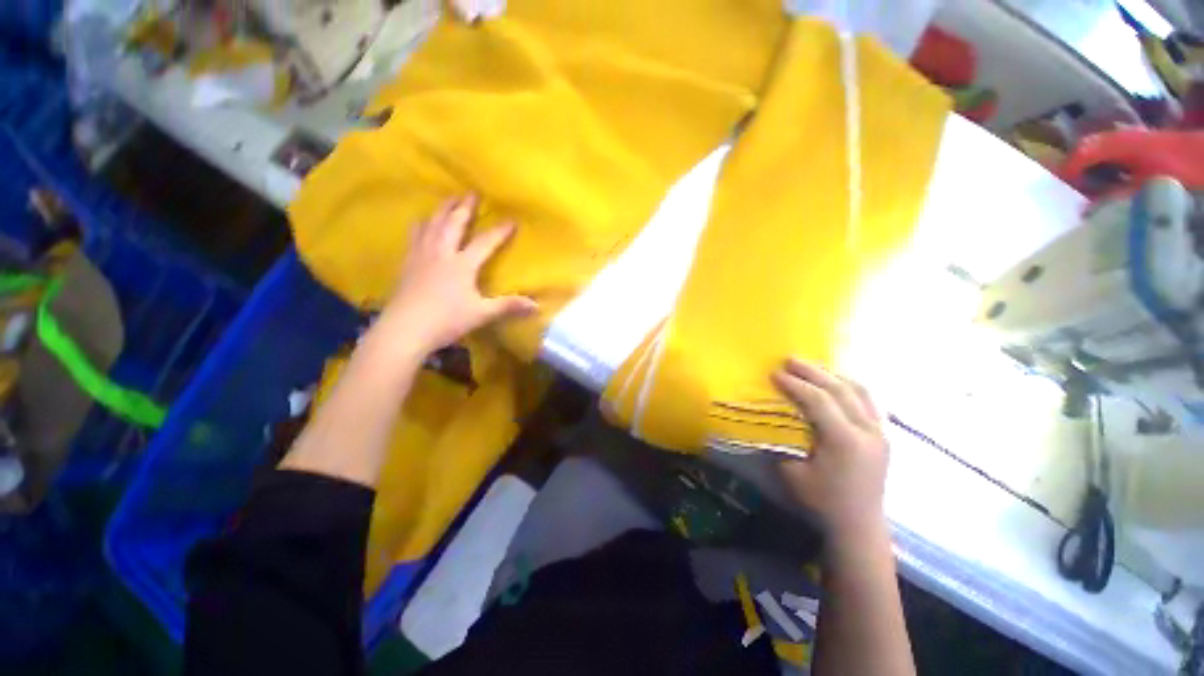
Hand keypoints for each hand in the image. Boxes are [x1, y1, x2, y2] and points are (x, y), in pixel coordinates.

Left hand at [378, 195, 537, 355]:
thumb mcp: (481, 314)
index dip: (500, 231)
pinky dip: (421, 225)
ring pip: (431, 225)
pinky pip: (414, 236)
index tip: (511, 219)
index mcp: (462, 265)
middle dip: (464, 208)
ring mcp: (421, 256)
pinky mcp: (407, 263)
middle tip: (471, 192)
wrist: (404, 330)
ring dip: (442, 210)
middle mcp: (441, 253)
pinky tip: (421, 223)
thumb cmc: (446, 321)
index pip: (485, 242)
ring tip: (448, 199)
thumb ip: (508, 306)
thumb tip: (536, 306)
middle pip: (453, 224)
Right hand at [771, 358, 888, 538]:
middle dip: (812, 371)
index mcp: (845, 441)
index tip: (775, 373)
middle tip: (789, 359)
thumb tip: (773, 418)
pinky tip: (836, 382)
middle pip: (840, 389)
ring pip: (859, 390)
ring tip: (811, 366)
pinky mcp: (883, 435)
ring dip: (832, 374)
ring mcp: (880, 432)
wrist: (860, 524)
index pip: (819, 401)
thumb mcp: (794, 474)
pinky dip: (850, 386)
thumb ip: (784, 442)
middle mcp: (867, 431)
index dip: (795, 384)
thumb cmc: (823, 502)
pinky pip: (868, 401)